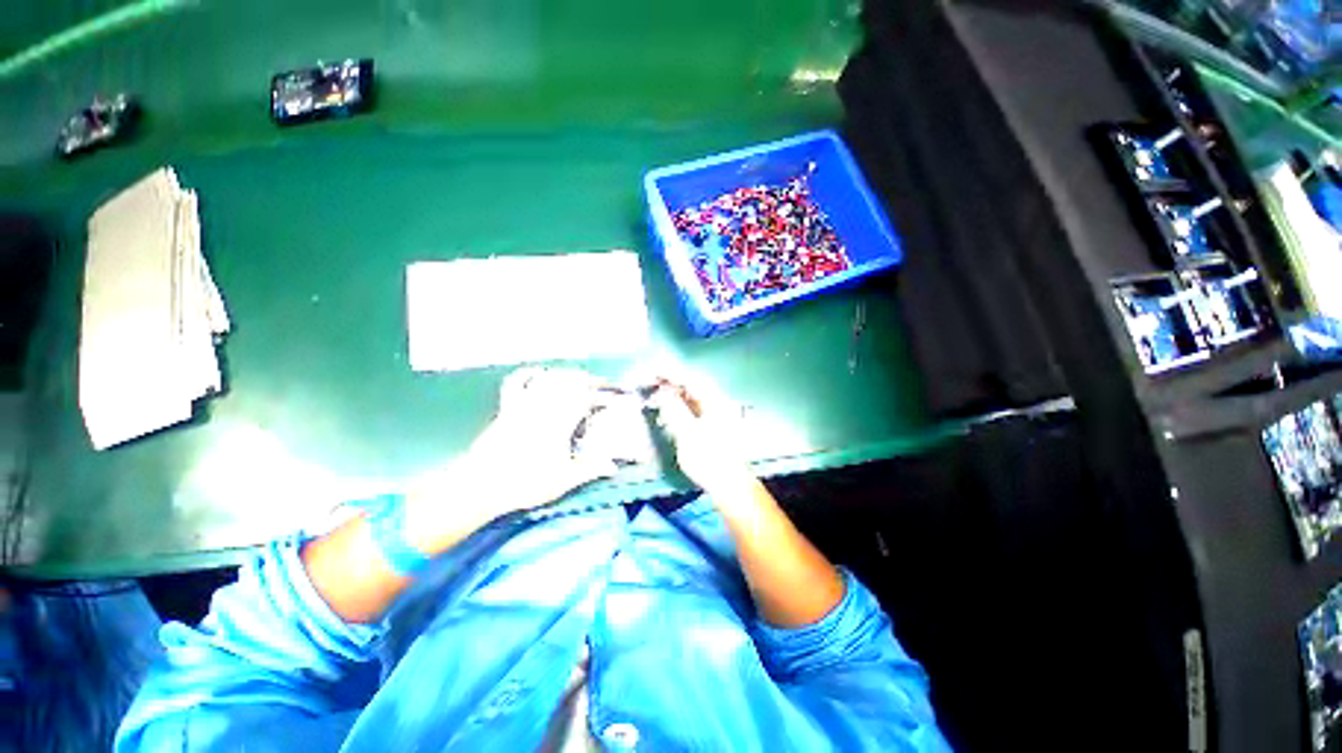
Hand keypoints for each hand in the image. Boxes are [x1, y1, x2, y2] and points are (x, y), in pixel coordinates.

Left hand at [406, 367, 618, 547]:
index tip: (612, 398)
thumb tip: (613, 467)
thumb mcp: (562, 481)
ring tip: (577, 375)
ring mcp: (523, 405)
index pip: (585, 399)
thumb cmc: (524, 483)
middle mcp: (543, 408)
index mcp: (559, 423)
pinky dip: (529, 373)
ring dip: (565, 373)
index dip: (601, 395)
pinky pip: (516, 382)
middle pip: (568, 382)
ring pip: (547, 378)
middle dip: (587, 379)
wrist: (481, 485)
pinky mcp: (506, 408)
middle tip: (599, 383)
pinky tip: (539, 372)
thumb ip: (589, 470)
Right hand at [647, 378, 754, 495]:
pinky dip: (680, 407)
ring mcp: (717, 414)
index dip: (670, 374)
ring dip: (674, 395)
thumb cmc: (709, 460)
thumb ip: (675, 410)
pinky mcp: (713, 425)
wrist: (729, 485)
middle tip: (651, 383)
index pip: (691, 380)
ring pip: (692, 397)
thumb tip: (663, 392)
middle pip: (692, 385)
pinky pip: (694, 408)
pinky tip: (668, 412)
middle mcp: (718, 403)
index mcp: (715, 402)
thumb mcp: (687, 435)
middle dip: (670, 382)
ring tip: (655, 396)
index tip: (652, 372)